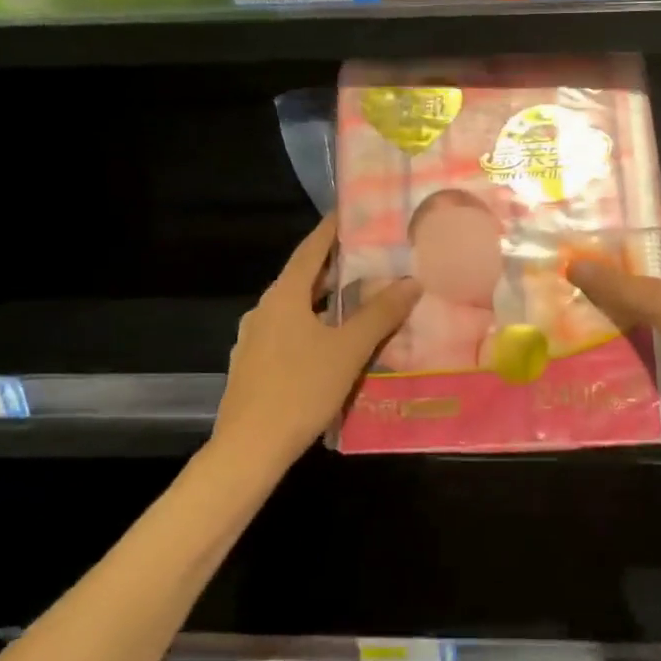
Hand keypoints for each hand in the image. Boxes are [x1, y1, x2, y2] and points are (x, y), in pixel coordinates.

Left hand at [214, 215, 419, 467]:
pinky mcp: (253, 365)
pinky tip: (332, 343)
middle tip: (367, 256)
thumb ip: (380, 314)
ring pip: (295, 308)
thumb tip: (411, 281)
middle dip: (333, 266)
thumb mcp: (349, 350)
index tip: (350, 212)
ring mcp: (254, 338)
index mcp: (284, 296)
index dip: (331, 229)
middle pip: (302, 277)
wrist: (249, 448)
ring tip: (357, 298)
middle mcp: (264, 309)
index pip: (310, 249)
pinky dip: (312, 326)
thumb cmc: (301, 389)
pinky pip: (288, 332)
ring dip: (324, 299)